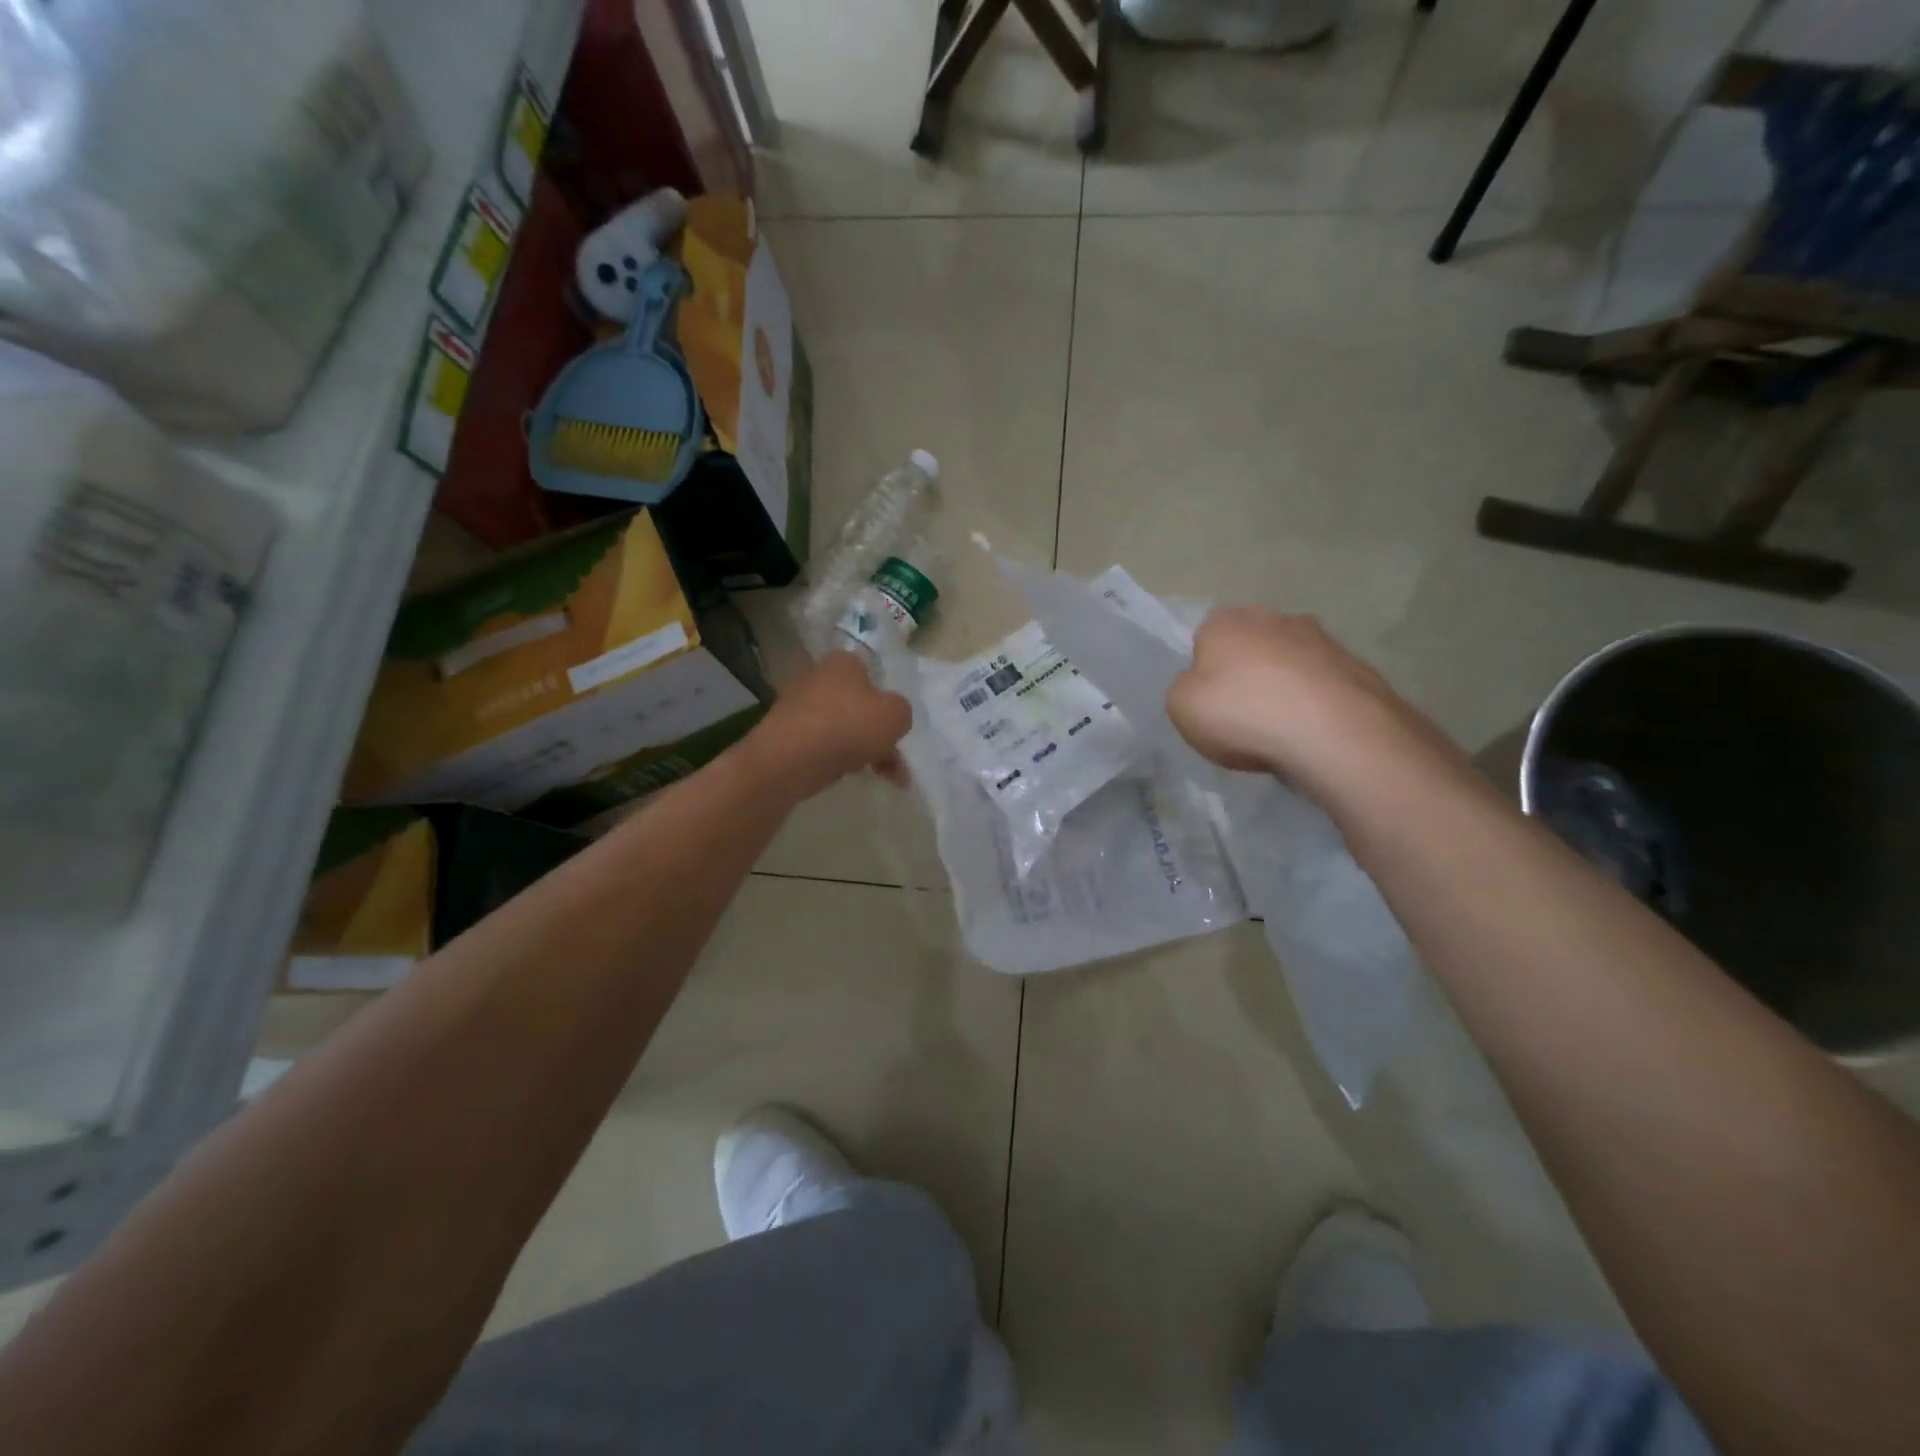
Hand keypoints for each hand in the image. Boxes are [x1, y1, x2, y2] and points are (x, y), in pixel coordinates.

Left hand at [743, 651, 912, 800]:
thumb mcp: (896, 715)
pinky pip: (821, 745)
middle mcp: (817, 677)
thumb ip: (902, 712)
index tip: (896, 726)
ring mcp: (797, 706)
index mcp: (843, 662)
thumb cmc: (848, 726)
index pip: (872, 674)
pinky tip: (849, 775)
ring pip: (842, 728)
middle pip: (858, 705)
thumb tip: (891, 717)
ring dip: (863, 751)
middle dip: (878, 734)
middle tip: (895, 762)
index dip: (887, 700)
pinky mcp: (785, 735)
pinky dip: (838, 759)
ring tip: (881, 777)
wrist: (789, 760)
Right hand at [1167, 608, 1443, 792]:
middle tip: (1244, 715)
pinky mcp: (1357, 666)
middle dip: (1248, 673)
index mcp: (1225, 621)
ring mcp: (1321, 639)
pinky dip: (1316, 702)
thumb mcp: (1181, 707)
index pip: (1205, 639)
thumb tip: (1200, 683)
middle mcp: (1273, 617)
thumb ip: (1183, 688)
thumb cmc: (1243, 714)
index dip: (1205, 672)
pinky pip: (1323, 684)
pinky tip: (1313, 733)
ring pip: (1290, 662)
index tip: (1210, 704)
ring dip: (1285, 686)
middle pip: (1250, 646)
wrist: (1334, 734)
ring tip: (1283, 729)